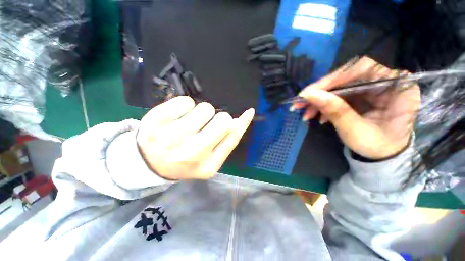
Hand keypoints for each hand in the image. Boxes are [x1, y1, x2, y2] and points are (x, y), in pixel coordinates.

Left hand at [136, 96, 254, 179]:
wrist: (148, 163)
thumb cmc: (184, 161)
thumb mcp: (209, 159)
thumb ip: (226, 142)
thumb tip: (239, 120)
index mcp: (207, 165)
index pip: (232, 138)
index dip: (243, 123)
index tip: (249, 112)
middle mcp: (192, 152)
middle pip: (223, 120)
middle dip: (219, 118)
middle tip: (207, 124)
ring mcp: (173, 136)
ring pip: (205, 108)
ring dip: (202, 113)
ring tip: (189, 122)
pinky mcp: (157, 120)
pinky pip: (185, 101)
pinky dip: (185, 105)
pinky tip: (177, 117)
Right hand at [293, 56, 420, 159]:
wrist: (383, 156)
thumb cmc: (377, 146)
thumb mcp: (355, 131)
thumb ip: (335, 111)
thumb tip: (310, 95)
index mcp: (398, 87)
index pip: (361, 69)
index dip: (333, 79)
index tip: (309, 93)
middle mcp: (387, 82)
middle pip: (347, 77)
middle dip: (321, 92)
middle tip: (300, 103)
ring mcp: (373, 88)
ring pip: (340, 87)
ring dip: (320, 100)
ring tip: (307, 114)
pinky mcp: (363, 95)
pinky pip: (340, 95)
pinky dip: (325, 105)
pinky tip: (318, 116)